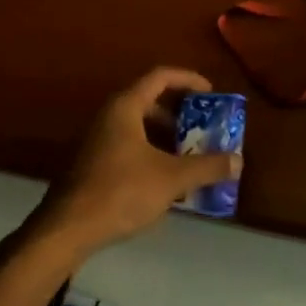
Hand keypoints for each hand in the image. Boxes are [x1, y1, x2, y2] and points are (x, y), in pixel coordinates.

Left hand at [30, 68, 242, 256]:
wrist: (68, 228)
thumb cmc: (121, 192)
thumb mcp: (172, 178)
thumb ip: (207, 166)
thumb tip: (238, 161)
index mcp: (125, 108)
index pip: (160, 77)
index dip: (189, 80)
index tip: (212, 93)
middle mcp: (108, 117)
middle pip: (149, 103)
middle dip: (181, 116)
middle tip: (204, 130)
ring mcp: (97, 142)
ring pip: (139, 129)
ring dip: (167, 139)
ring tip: (191, 158)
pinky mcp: (93, 165)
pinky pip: (129, 149)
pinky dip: (152, 156)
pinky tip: (167, 182)